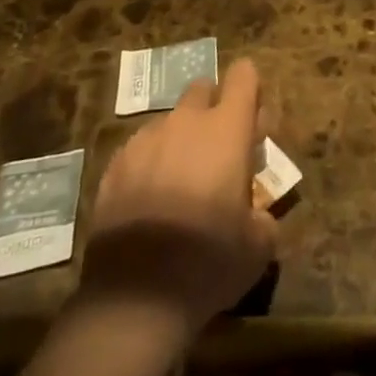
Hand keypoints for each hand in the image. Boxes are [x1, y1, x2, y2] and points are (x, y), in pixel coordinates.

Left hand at [80, 57, 277, 334]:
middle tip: (217, 155)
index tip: (252, 123)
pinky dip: (148, 165)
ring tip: (179, 186)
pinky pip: (139, 150)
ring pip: (169, 122)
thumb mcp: (258, 245)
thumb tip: (257, 213)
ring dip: (179, 141)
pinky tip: (148, 205)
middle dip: (212, 111)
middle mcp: (186, 121)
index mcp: (227, 128)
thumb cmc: (209, 262)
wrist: (134, 300)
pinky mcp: (113, 166)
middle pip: (202, 89)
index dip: (251, 91)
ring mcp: (145, 140)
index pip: (244, 75)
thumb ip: (263, 214)